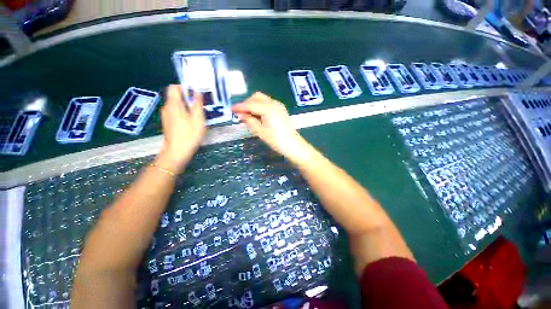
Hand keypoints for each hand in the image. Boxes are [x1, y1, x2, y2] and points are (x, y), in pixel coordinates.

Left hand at [157, 85, 205, 173]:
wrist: (177, 152)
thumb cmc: (189, 135)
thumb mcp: (197, 118)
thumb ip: (197, 103)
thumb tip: (196, 91)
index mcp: (173, 104)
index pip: (174, 87)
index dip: (185, 87)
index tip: (196, 94)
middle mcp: (167, 107)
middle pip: (176, 96)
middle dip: (188, 98)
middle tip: (201, 105)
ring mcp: (166, 115)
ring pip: (177, 105)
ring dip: (187, 106)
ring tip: (198, 114)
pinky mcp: (168, 122)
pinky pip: (176, 112)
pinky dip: (184, 113)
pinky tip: (191, 122)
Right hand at [232, 92, 310, 163]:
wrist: (292, 144)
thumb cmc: (276, 140)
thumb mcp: (260, 131)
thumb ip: (249, 120)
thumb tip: (240, 114)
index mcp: (268, 109)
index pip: (250, 104)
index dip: (240, 107)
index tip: (231, 109)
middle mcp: (274, 103)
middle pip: (256, 97)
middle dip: (247, 103)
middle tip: (241, 114)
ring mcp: (278, 105)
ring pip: (262, 99)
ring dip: (253, 104)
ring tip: (249, 115)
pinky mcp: (280, 108)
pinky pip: (267, 103)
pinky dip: (260, 106)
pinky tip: (258, 115)